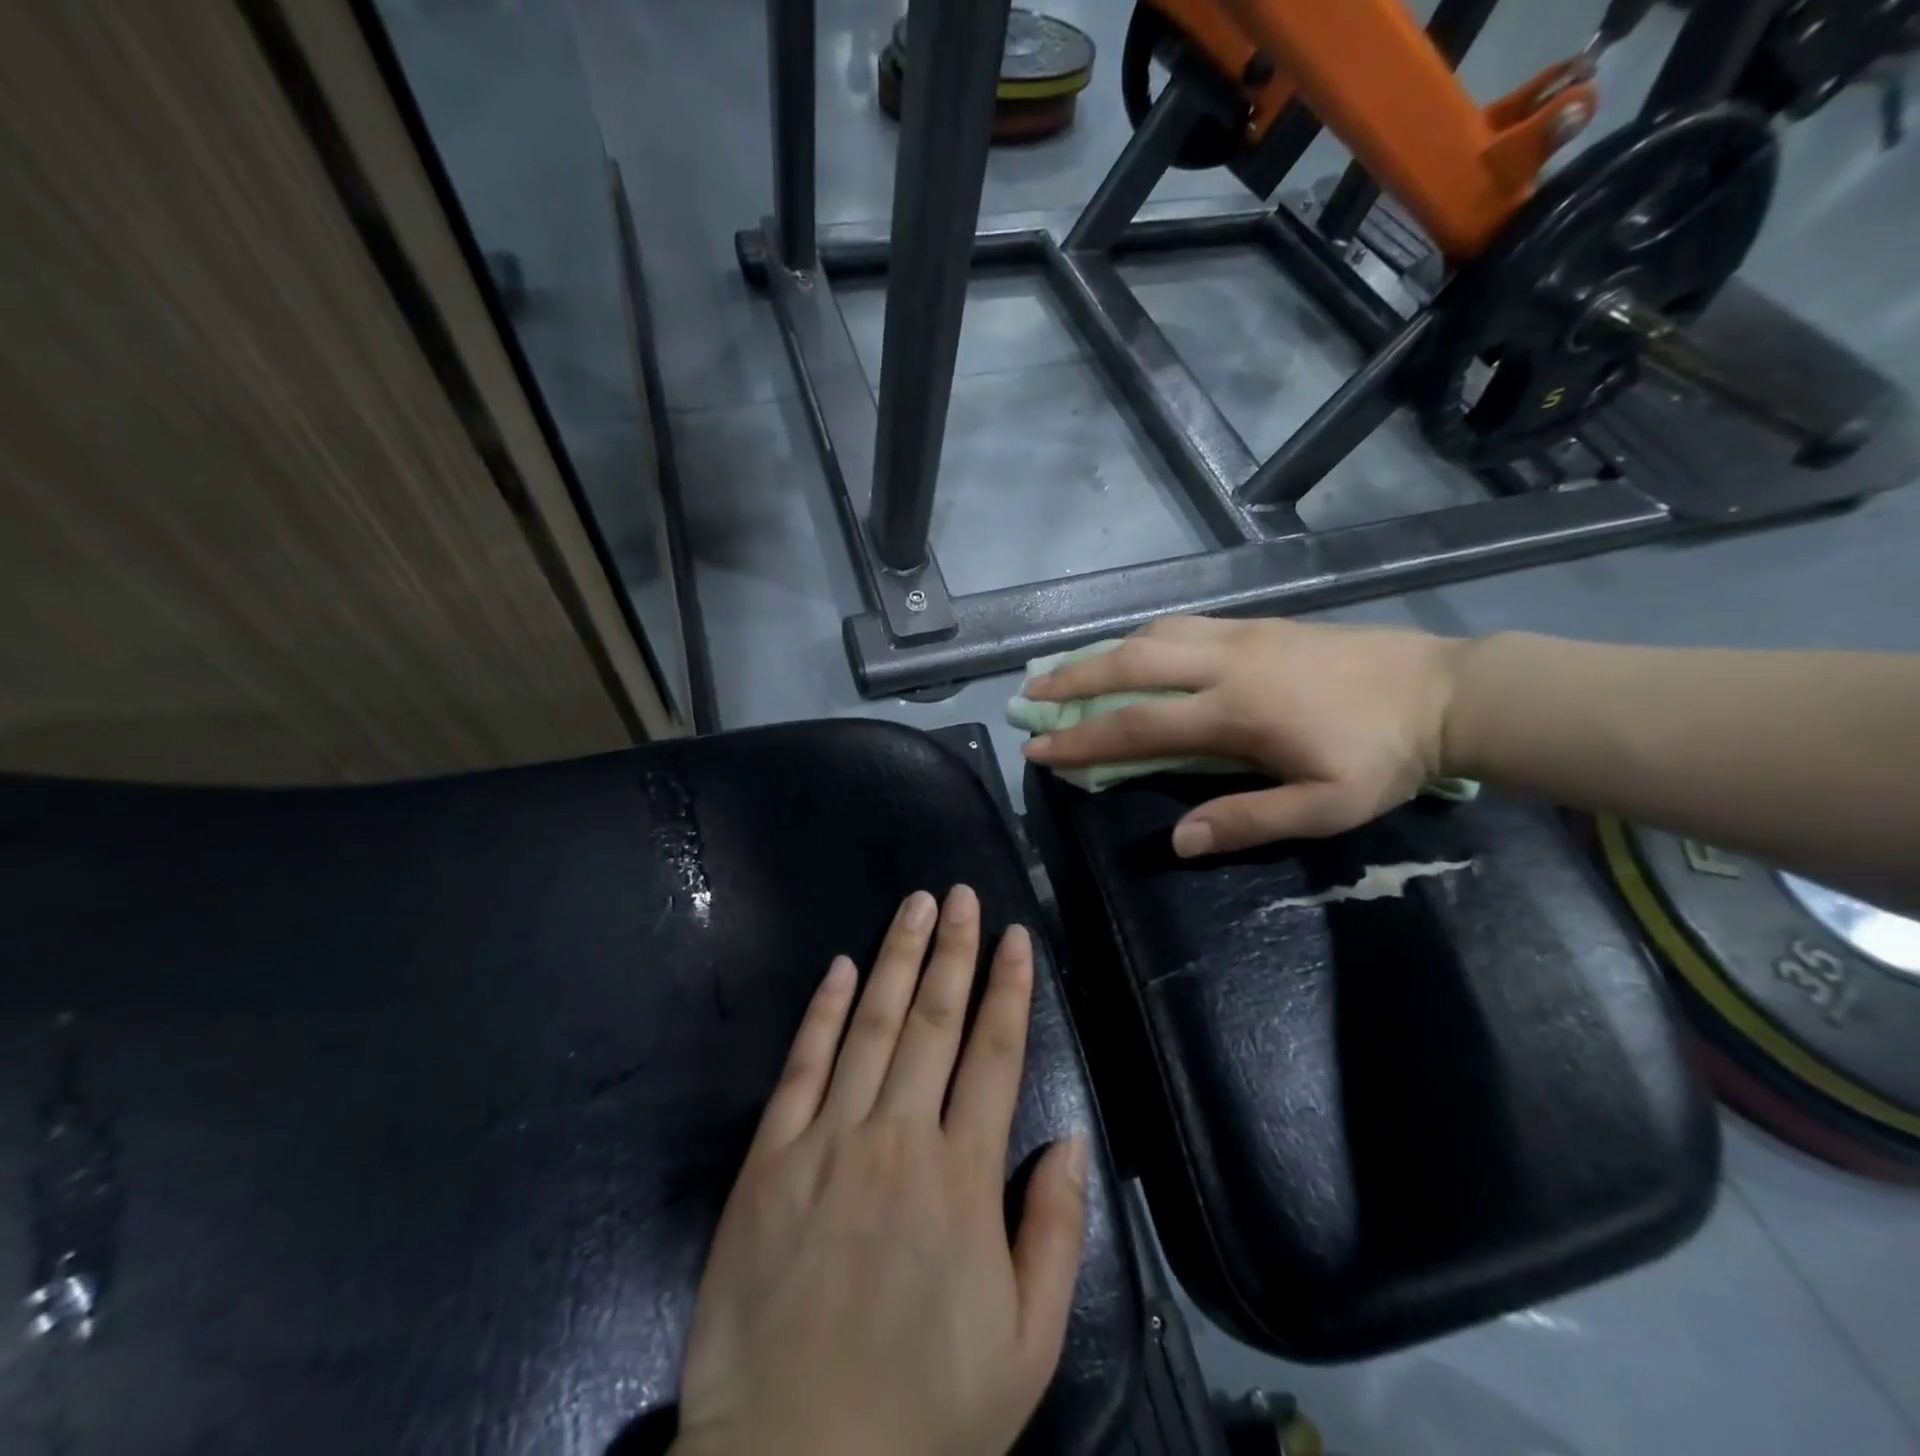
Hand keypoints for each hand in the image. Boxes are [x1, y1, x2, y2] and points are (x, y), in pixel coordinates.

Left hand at [672, 886, 1089, 1455]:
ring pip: (872, 1025)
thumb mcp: (1025, 1347)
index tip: (1015, 936)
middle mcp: (898, 1136)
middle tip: (962, 896)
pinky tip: (842, 968)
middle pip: (935, 1021)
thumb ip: (1054, 1234)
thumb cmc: (922, 1411)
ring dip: (898, 959)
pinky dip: (824, 1011)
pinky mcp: (769, 1157)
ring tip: (916, 906)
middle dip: (953, 950)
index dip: (1008, 989)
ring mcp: (828, 1139)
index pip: (995, 1054)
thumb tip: (1071, 1141)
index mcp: (962, 1177)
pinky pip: (802, 1065)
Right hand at [1022, 615, 1463, 855]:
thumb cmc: (1383, 756)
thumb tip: (1179, 840)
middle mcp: (1225, 663)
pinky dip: (1143, 636)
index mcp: (1235, 711)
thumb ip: (1247, 820)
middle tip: (1030, 690)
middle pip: (1130, 663)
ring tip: (1069, 668)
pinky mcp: (1257, 624)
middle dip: (1072, 677)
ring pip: (1152, 634)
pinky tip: (1134, 648)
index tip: (1038, 746)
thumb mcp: (1324, 807)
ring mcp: (1240, 635)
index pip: (1138, 724)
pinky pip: (1182, 623)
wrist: (1444, 692)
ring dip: (1103, 651)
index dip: (1082, 738)